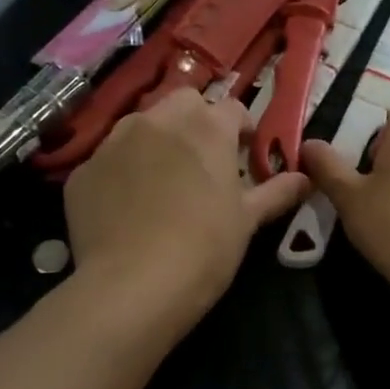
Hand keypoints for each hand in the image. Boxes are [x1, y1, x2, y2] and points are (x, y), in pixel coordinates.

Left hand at [64, 89, 309, 331]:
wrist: (132, 285)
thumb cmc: (204, 248)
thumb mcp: (247, 221)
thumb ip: (277, 192)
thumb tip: (305, 178)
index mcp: (206, 127)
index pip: (233, 109)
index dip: (242, 130)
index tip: (245, 155)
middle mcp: (158, 121)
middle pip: (184, 103)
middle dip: (196, 122)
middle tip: (203, 162)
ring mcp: (114, 142)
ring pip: (141, 125)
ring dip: (156, 141)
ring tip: (162, 181)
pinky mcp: (84, 170)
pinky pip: (109, 160)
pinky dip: (122, 172)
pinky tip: (127, 207)